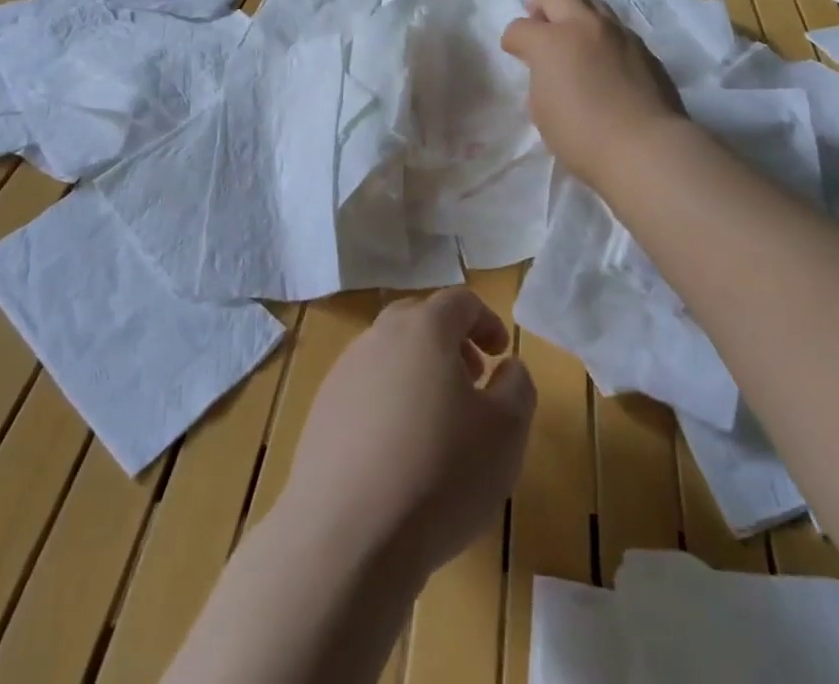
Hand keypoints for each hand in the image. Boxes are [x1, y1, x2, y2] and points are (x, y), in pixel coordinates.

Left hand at [280, 289, 535, 580]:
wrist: (345, 537)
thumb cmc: (440, 474)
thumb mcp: (506, 432)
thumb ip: (517, 386)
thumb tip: (508, 367)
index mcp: (424, 328)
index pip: (459, 301)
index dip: (486, 321)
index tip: (501, 353)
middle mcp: (379, 337)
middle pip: (419, 321)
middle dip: (450, 343)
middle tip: (472, 381)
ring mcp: (343, 373)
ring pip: (389, 355)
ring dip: (418, 374)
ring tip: (437, 424)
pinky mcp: (321, 412)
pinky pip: (364, 392)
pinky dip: (388, 405)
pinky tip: (398, 455)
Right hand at [501, 0, 685, 189]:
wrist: (646, 148)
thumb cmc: (582, 135)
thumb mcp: (542, 110)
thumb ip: (541, 78)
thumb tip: (550, 70)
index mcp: (551, 41)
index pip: (519, 27)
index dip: (513, 41)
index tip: (515, 53)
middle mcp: (584, 26)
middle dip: (542, 5)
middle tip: (542, 28)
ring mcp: (618, 33)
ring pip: (592, 2)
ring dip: (577, 15)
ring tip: (576, 43)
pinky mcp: (644, 48)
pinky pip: (617, 29)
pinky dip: (603, 38)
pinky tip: (606, 65)